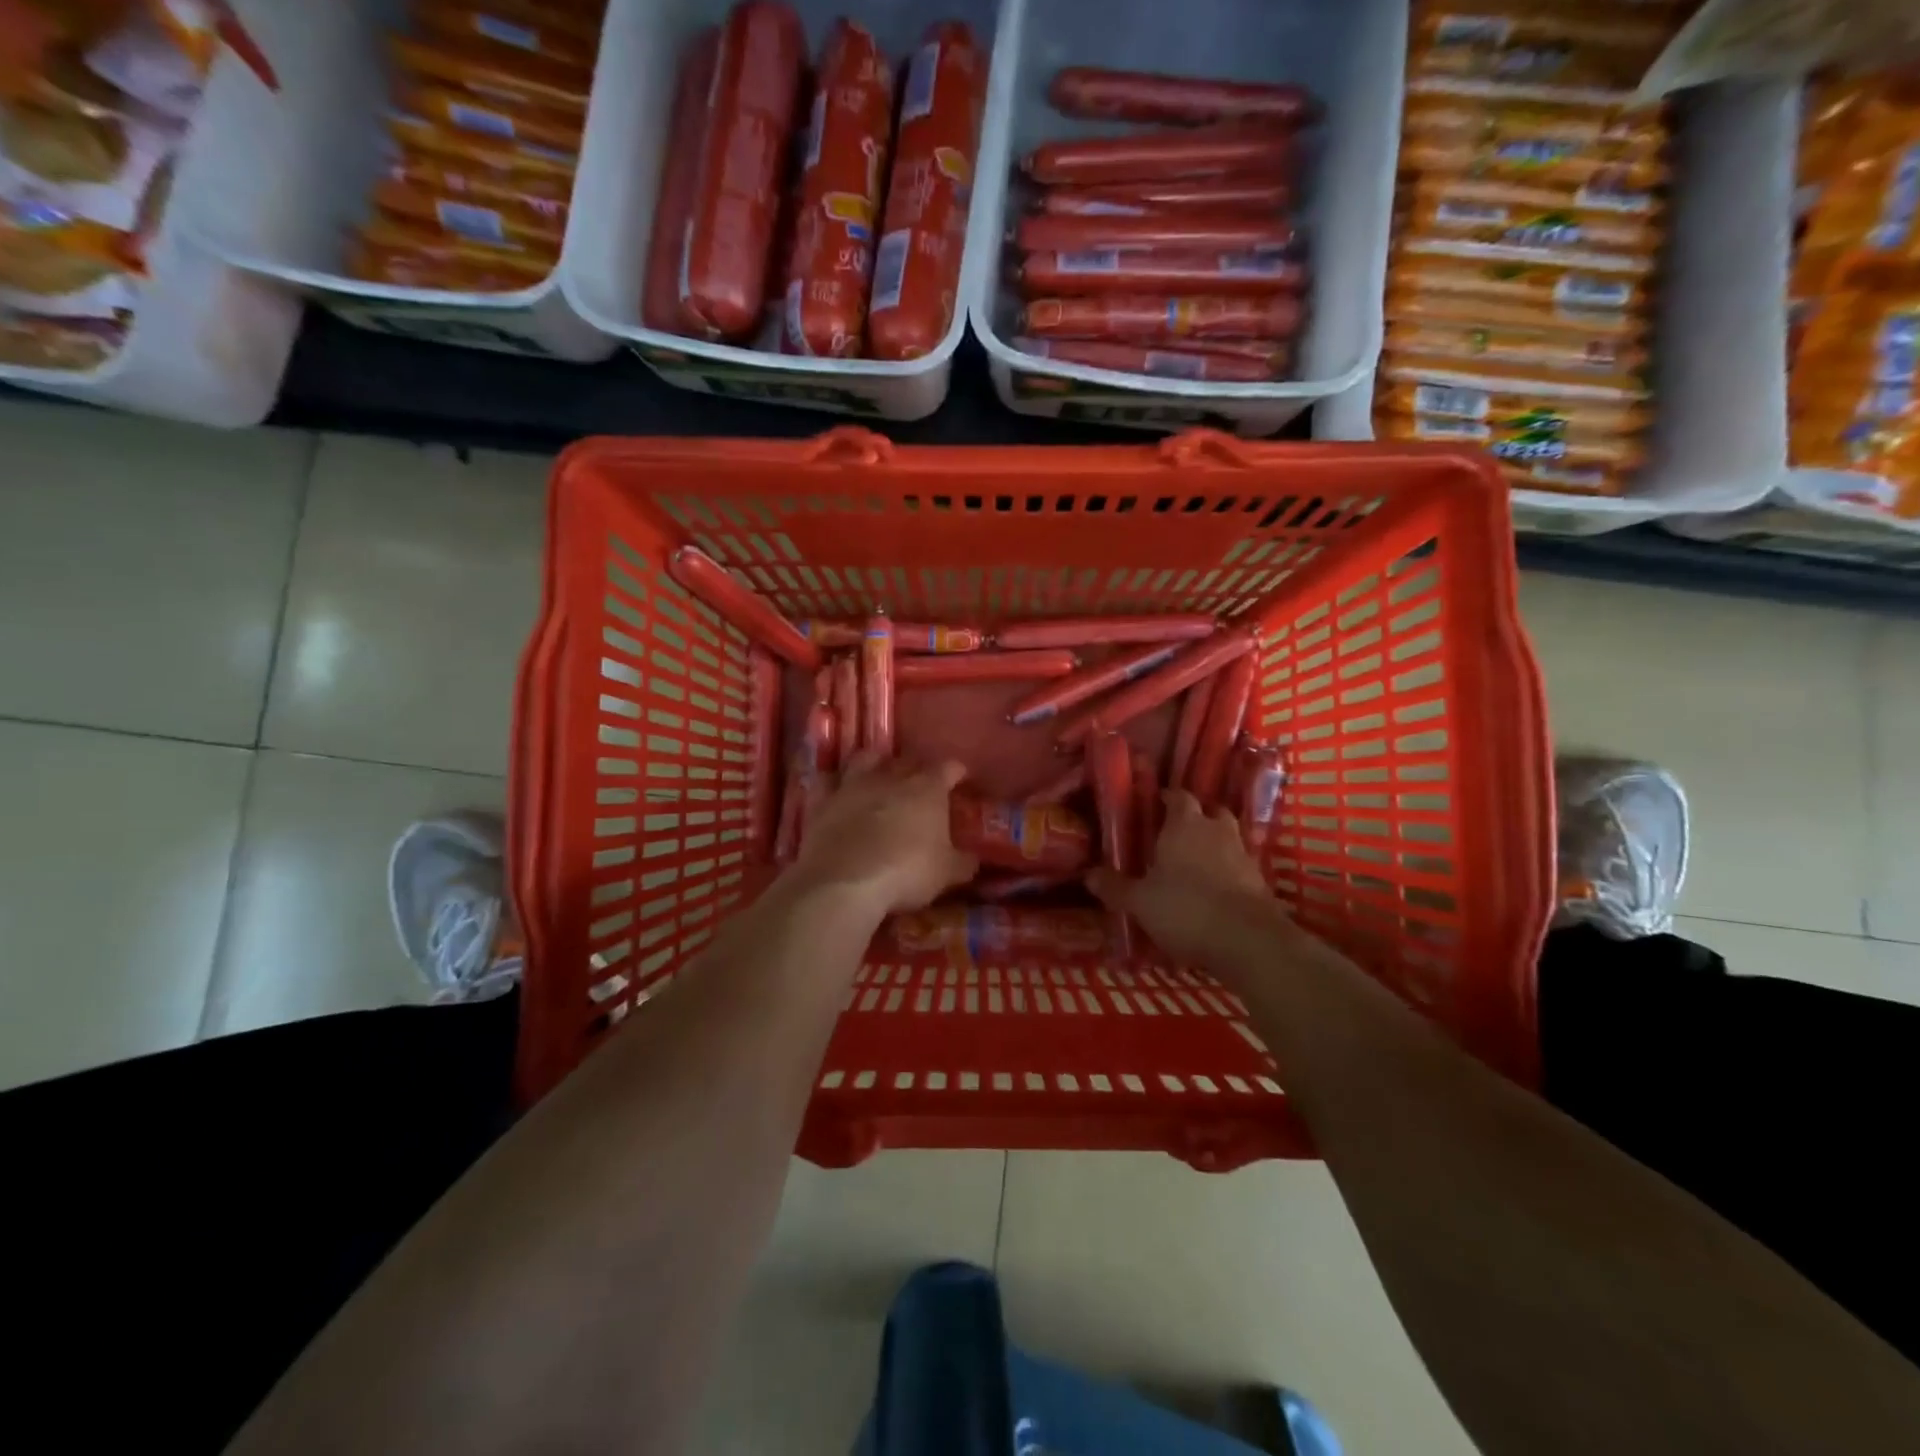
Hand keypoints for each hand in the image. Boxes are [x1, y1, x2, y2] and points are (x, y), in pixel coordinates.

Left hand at [792, 755, 978, 914]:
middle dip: (916, 767)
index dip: (956, 771)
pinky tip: (837, 789)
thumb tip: (973, 859)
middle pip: (907, 760)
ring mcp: (853, 785)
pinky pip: (827, 781)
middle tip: (921, 782)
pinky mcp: (823, 801)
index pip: (948, 768)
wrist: (846, 882)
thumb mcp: (947, 873)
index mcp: (927, 789)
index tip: (960, 778)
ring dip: (874, 763)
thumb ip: (963, 862)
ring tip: (878, 773)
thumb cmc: (907, 872)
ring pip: (865, 759)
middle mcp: (891, 777)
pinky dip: (834, 783)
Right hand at [1087, 789, 1276, 965]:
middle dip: (1196, 819)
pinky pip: (1240, 867)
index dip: (1168, 799)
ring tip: (1196, 864)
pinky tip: (1216, 891)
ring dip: (1215, 846)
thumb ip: (1115, 887)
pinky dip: (1229, 873)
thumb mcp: (1140, 902)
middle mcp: (1216, 831)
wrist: (1248, 940)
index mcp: (1185, 825)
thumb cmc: (1186, 908)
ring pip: (1229, 838)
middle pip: (1210, 812)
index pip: (1179, 797)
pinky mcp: (1261, 881)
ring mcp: (1243, 855)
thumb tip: (1088, 874)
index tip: (1156, 805)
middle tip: (1177, 834)